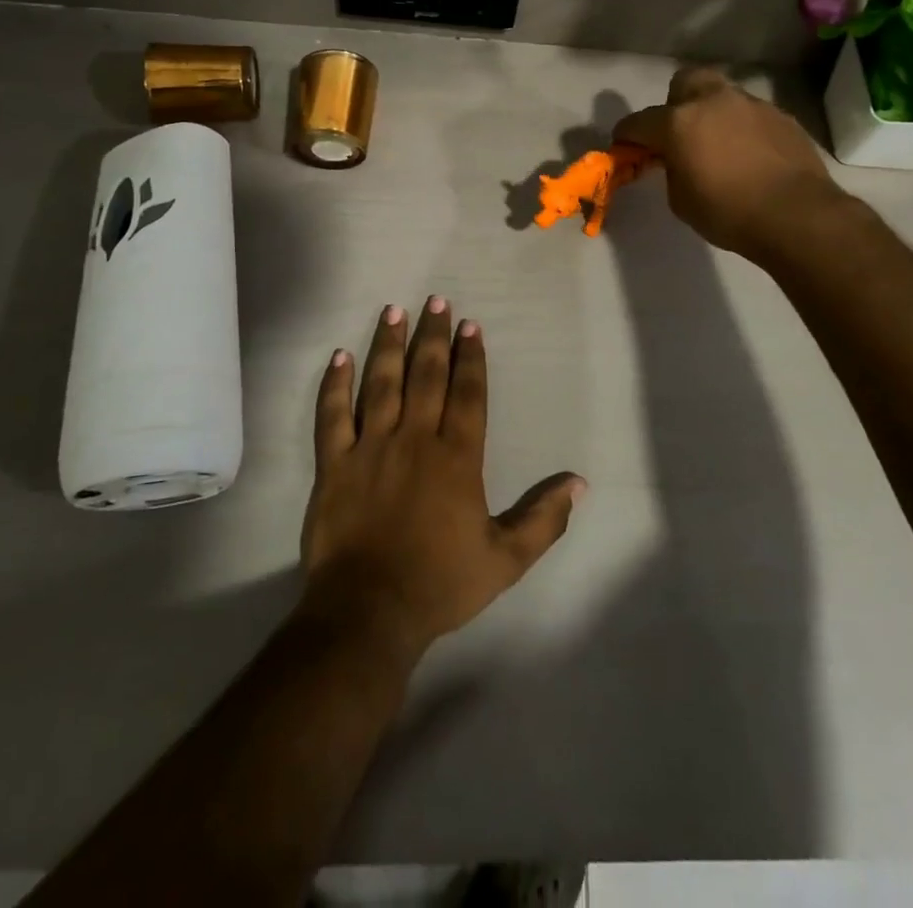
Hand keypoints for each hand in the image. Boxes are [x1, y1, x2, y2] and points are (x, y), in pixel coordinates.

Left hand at [299, 298, 583, 658]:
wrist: (368, 612)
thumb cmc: (440, 584)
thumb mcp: (505, 559)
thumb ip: (543, 519)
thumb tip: (579, 483)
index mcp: (456, 457)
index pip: (467, 392)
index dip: (471, 357)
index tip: (471, 324)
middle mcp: (415, 439)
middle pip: (426, 374)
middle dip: (434, 335)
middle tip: (436, 300)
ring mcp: (370, 447)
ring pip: (381, 383)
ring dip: (388, 344)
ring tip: (394, 311)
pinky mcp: (334, 464)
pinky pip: (333, 415)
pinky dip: (335, 384)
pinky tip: (339, 357)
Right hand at [614, 66, 843, 259]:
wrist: (796, 215)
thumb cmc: (727, 212)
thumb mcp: (680, 199)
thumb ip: (671, 169)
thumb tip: (677, 158)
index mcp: (679, 122)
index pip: (638, 122)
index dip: (626, 136)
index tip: (624, 147)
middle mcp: (713, 102)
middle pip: (684, 82)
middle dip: (675, 103)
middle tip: (679, 133)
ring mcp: (751, 105)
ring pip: (722, 96)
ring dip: (713, 115)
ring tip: (720, 146)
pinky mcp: (781, 116)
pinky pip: (751, 115)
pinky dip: (743, 129)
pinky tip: (750, 156)